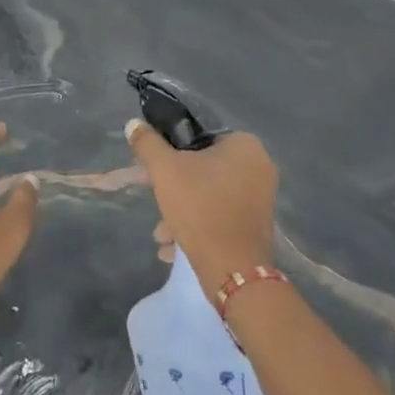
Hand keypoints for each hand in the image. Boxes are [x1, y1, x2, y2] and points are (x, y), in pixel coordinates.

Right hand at [126, 121, 277, 292]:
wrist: (232, 269)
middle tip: (155, 203)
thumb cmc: (200, 208)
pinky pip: (220, 216)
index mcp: (244, 145)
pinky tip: (175, 247)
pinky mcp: (256, 225)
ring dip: (181, 212)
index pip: (199, 137)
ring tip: (162, 236)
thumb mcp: (165, 170)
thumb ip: (147, 144)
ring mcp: (260, 197)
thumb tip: (133, 124)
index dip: (171, 152)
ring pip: (209, 196)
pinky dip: (198, 226)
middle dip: (173, 190)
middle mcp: (259, 166)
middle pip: (202, 169)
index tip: (153, 171)